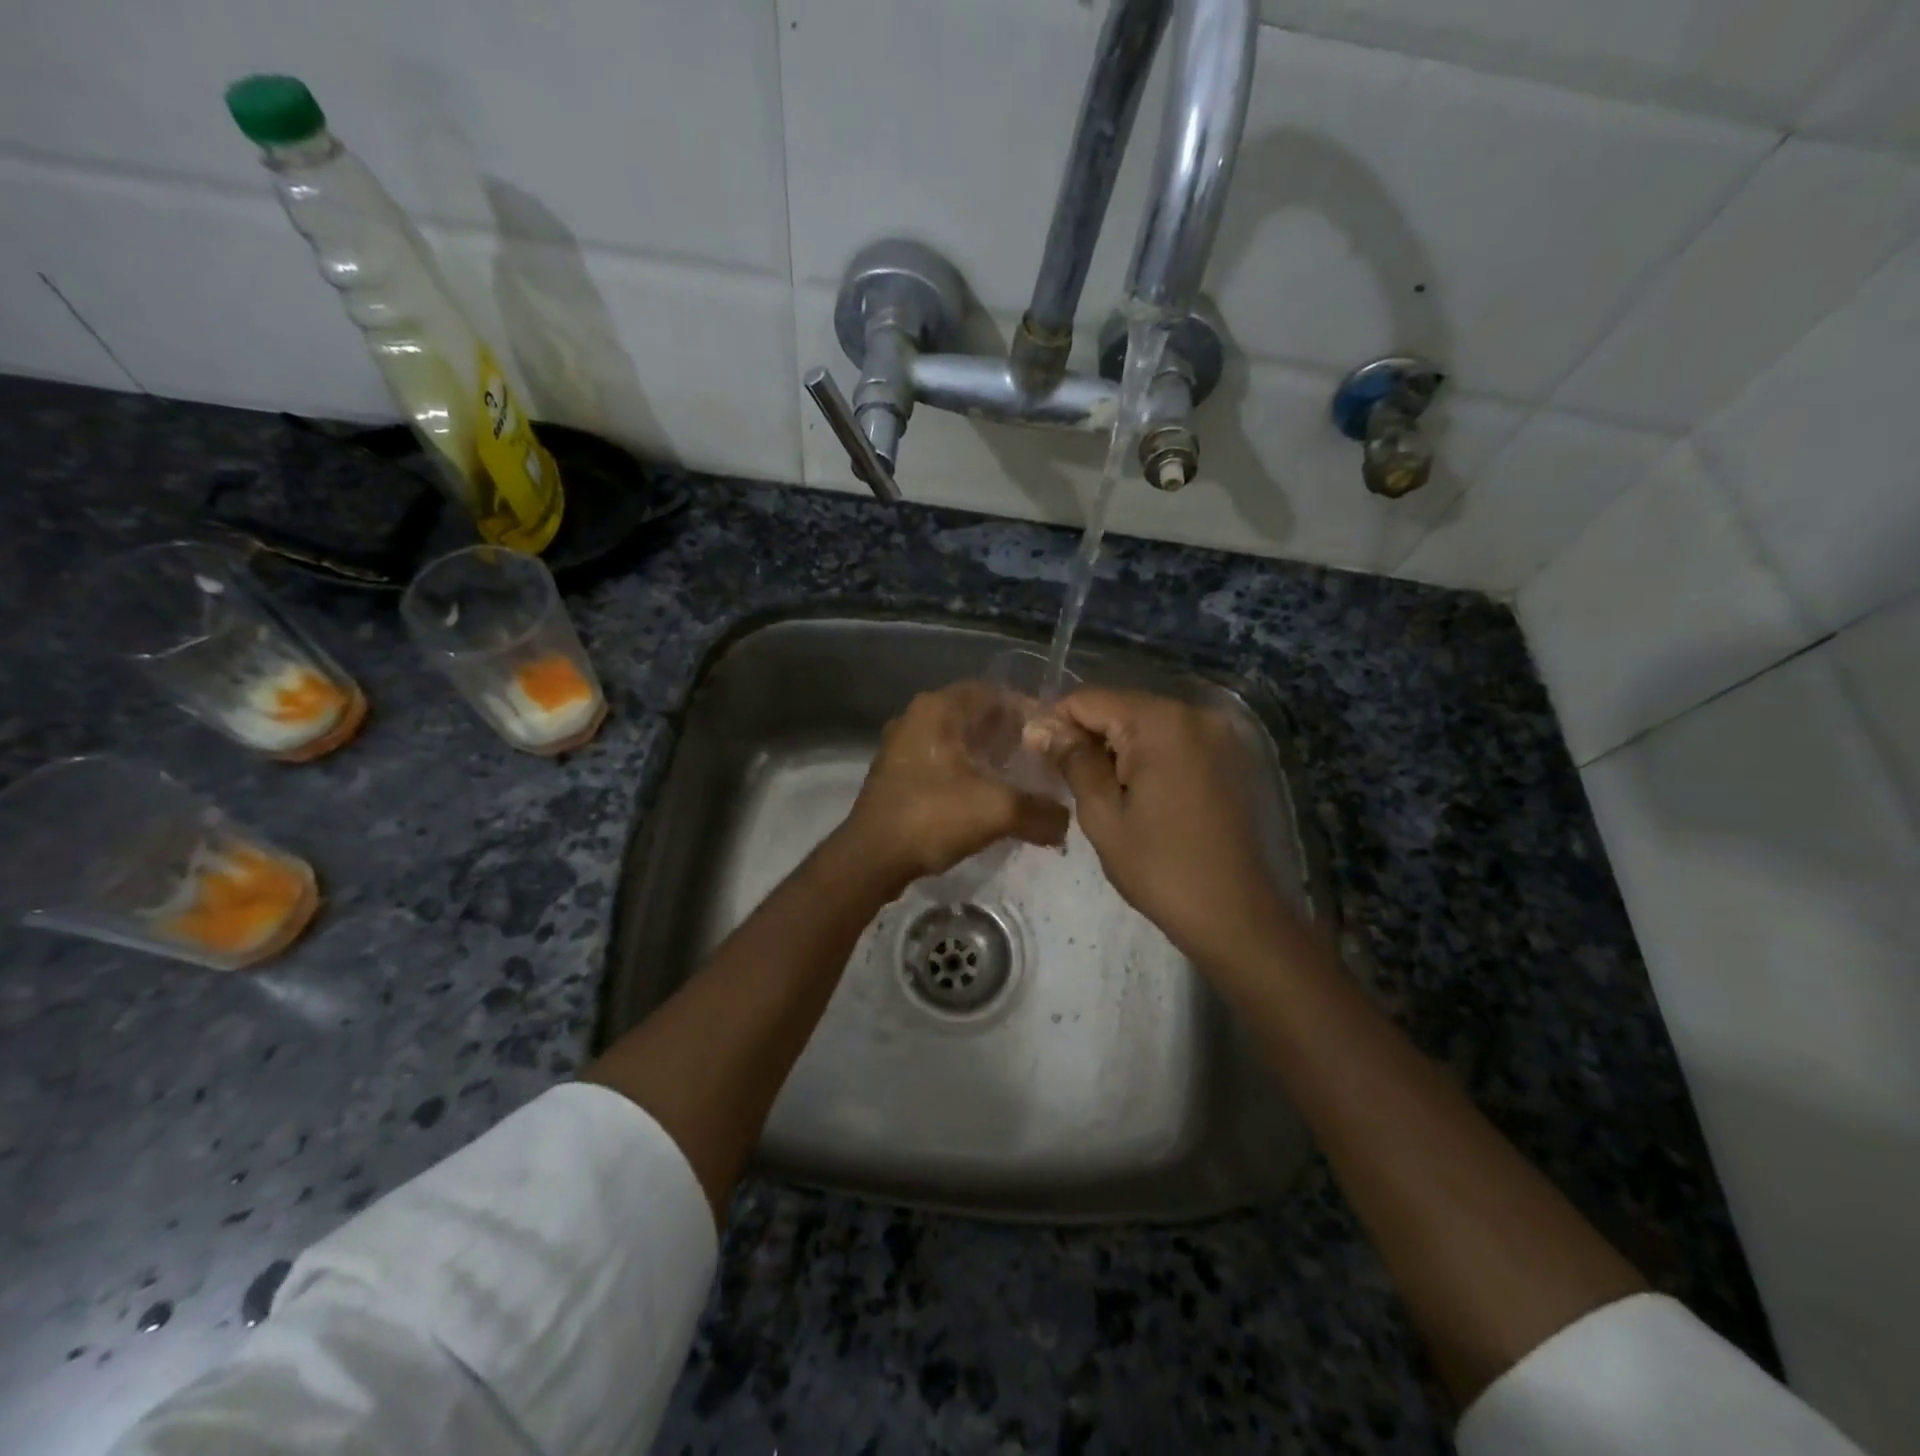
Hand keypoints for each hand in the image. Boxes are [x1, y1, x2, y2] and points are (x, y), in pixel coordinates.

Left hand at [841, 683, 1069, 887]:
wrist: (870, 859)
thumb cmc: (931, 817)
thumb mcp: (997, 811)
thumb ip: (1042, 812)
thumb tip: (1066, 822)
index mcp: (939, 708)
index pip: (996, 692)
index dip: (1030, 712)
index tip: (1055, 738)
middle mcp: (918, 716)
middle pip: (978, 715)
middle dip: (1012, 737)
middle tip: (1043, 761)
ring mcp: (904, 744)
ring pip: (960, 740)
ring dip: (991, 756)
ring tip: (1022, 780)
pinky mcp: (899, 772)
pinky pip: (943, 761)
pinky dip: (969, 772)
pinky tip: (989, 797)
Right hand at [1034, 688, 1292, 972]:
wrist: (1235, 914)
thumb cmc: (1160, 867)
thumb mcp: (1102, 815)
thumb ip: (1073, 760)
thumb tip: (1041, 726)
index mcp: (1160, 722)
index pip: (1088, 699)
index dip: (1056, 723)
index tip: (1039, 759)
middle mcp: (1193, 713)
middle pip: (1119, 707)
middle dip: (1088, 736)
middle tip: (1067, 781)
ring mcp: (1217, 732)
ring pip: (1145, 722)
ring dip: (1116, 747)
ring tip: (1102, 791)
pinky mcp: (1229, 754)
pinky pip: (1173, 739)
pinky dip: (1147, 755)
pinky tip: (1138, 792)